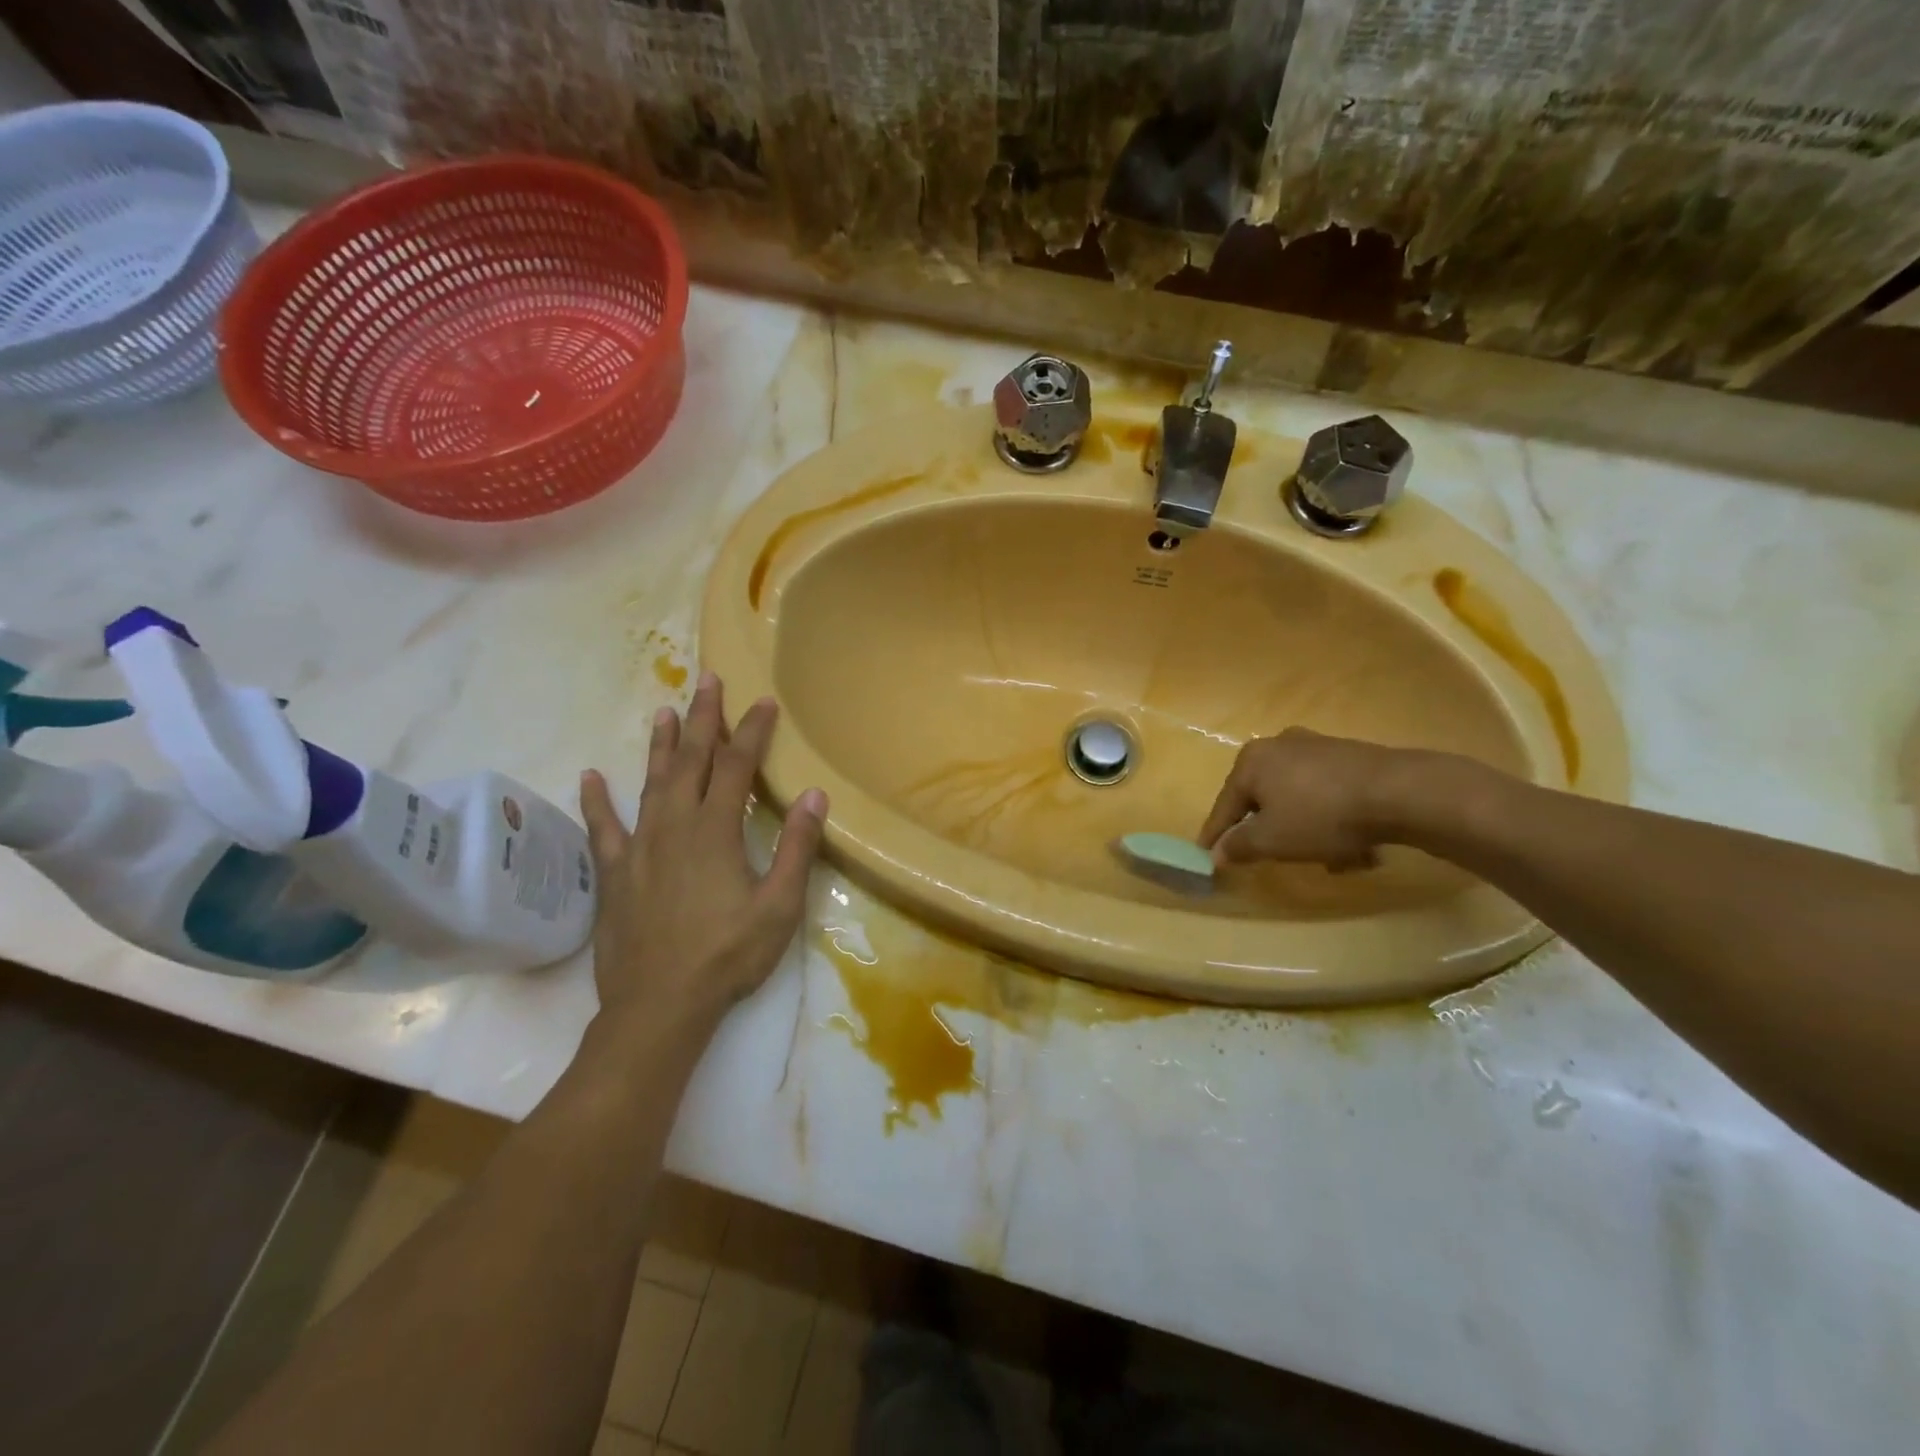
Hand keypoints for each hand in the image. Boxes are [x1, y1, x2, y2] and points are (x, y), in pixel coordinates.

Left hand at [580, 673, 826, 1032]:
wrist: (660, 1006)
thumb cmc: (728, 955)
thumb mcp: (779, 906)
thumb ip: (796, 847)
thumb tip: (815, 795)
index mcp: (715, 831)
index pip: (736, 767)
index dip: (752, 732)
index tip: (764, 702)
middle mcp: (674, 827)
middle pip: (690, 761)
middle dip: (702, 719)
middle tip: (707, 681)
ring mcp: (640, 848)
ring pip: (650, 784)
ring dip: (660, 746)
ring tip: (664, 711)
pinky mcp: (615, 874)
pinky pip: (603, 829)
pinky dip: (597, 801)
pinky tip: (590, 777)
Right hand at [1197, 728, 1406, 870]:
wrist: (1398, 792)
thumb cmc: (1320, 815)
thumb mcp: (1272, 840)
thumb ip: (1239, 847)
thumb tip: (1217, 853)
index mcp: (1251, 762)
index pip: (1225, 805)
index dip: (1216, 834)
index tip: (1206, 855)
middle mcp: (1278, 745)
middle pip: (1262, 798)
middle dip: (1267, 830)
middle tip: (1268, 855)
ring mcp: (1316, 746)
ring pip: (1297, 797)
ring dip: (1303, 827)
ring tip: (1323, 858)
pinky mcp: (1349, 755)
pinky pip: (1326, 792)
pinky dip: (1329, 817)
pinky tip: (1350, 844)